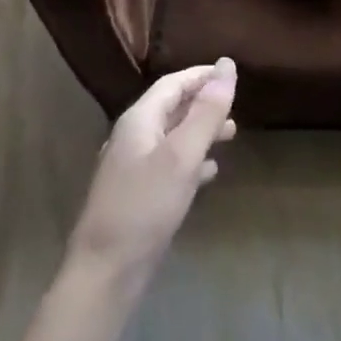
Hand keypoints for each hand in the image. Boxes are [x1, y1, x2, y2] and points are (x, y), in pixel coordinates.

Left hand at [65, 58, 236, 288]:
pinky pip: (168, 166)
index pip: (173, 83)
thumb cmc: (144, 207)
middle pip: (171, 108)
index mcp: (139, 120)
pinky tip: (210, 173)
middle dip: (203, 103)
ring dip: (200, 132)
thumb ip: (206, 111)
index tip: (230, 73)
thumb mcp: (182, 155)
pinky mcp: (137, 197)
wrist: (104, 274)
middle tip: (235, 106)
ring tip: (230, 135)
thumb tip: (227, 65)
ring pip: (172, 138)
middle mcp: (133, 138)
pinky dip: (191, 161)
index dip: (202, 76)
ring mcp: (132, 169)